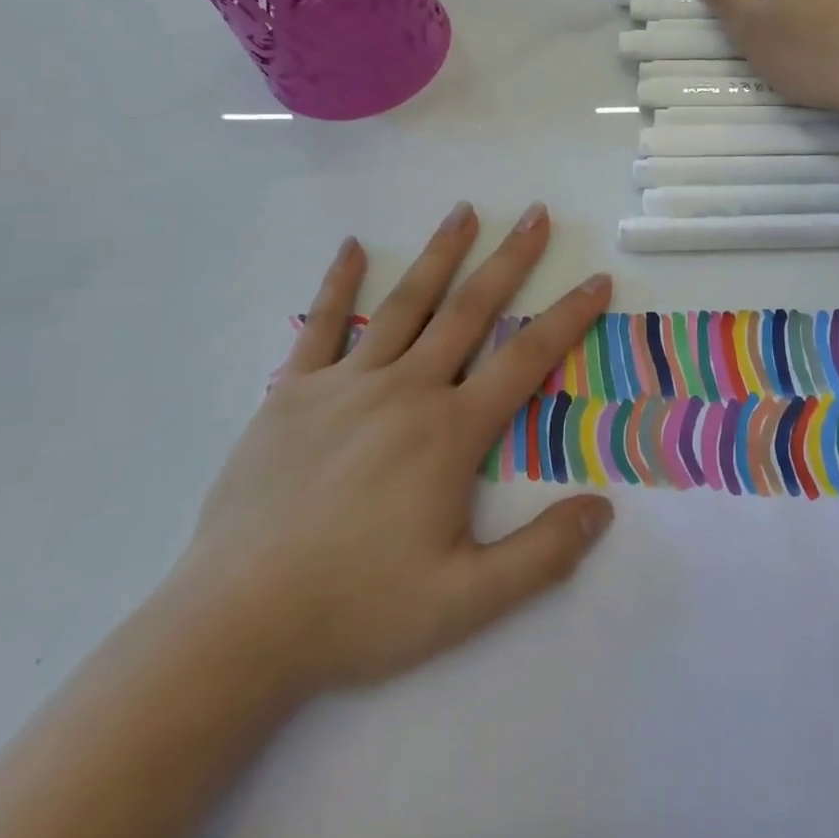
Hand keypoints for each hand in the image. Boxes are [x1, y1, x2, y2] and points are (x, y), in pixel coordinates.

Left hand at [171, 202, 614, 693]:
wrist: (235, 627)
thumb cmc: (357, 610)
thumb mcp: (465, 601)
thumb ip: (541, 555)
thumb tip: (603, 510)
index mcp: (449, 432)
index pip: (526, 359)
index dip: (568, 318)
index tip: (596, 281)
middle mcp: (404, 391)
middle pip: (470, 311)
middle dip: (510, 260)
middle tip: (537, 215)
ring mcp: (345, 385)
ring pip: (405, 304)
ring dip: (440, 254)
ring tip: (465, 211)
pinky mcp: (292, 393)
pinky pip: (320, 324)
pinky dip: (339, 282)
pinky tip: (351, 246)